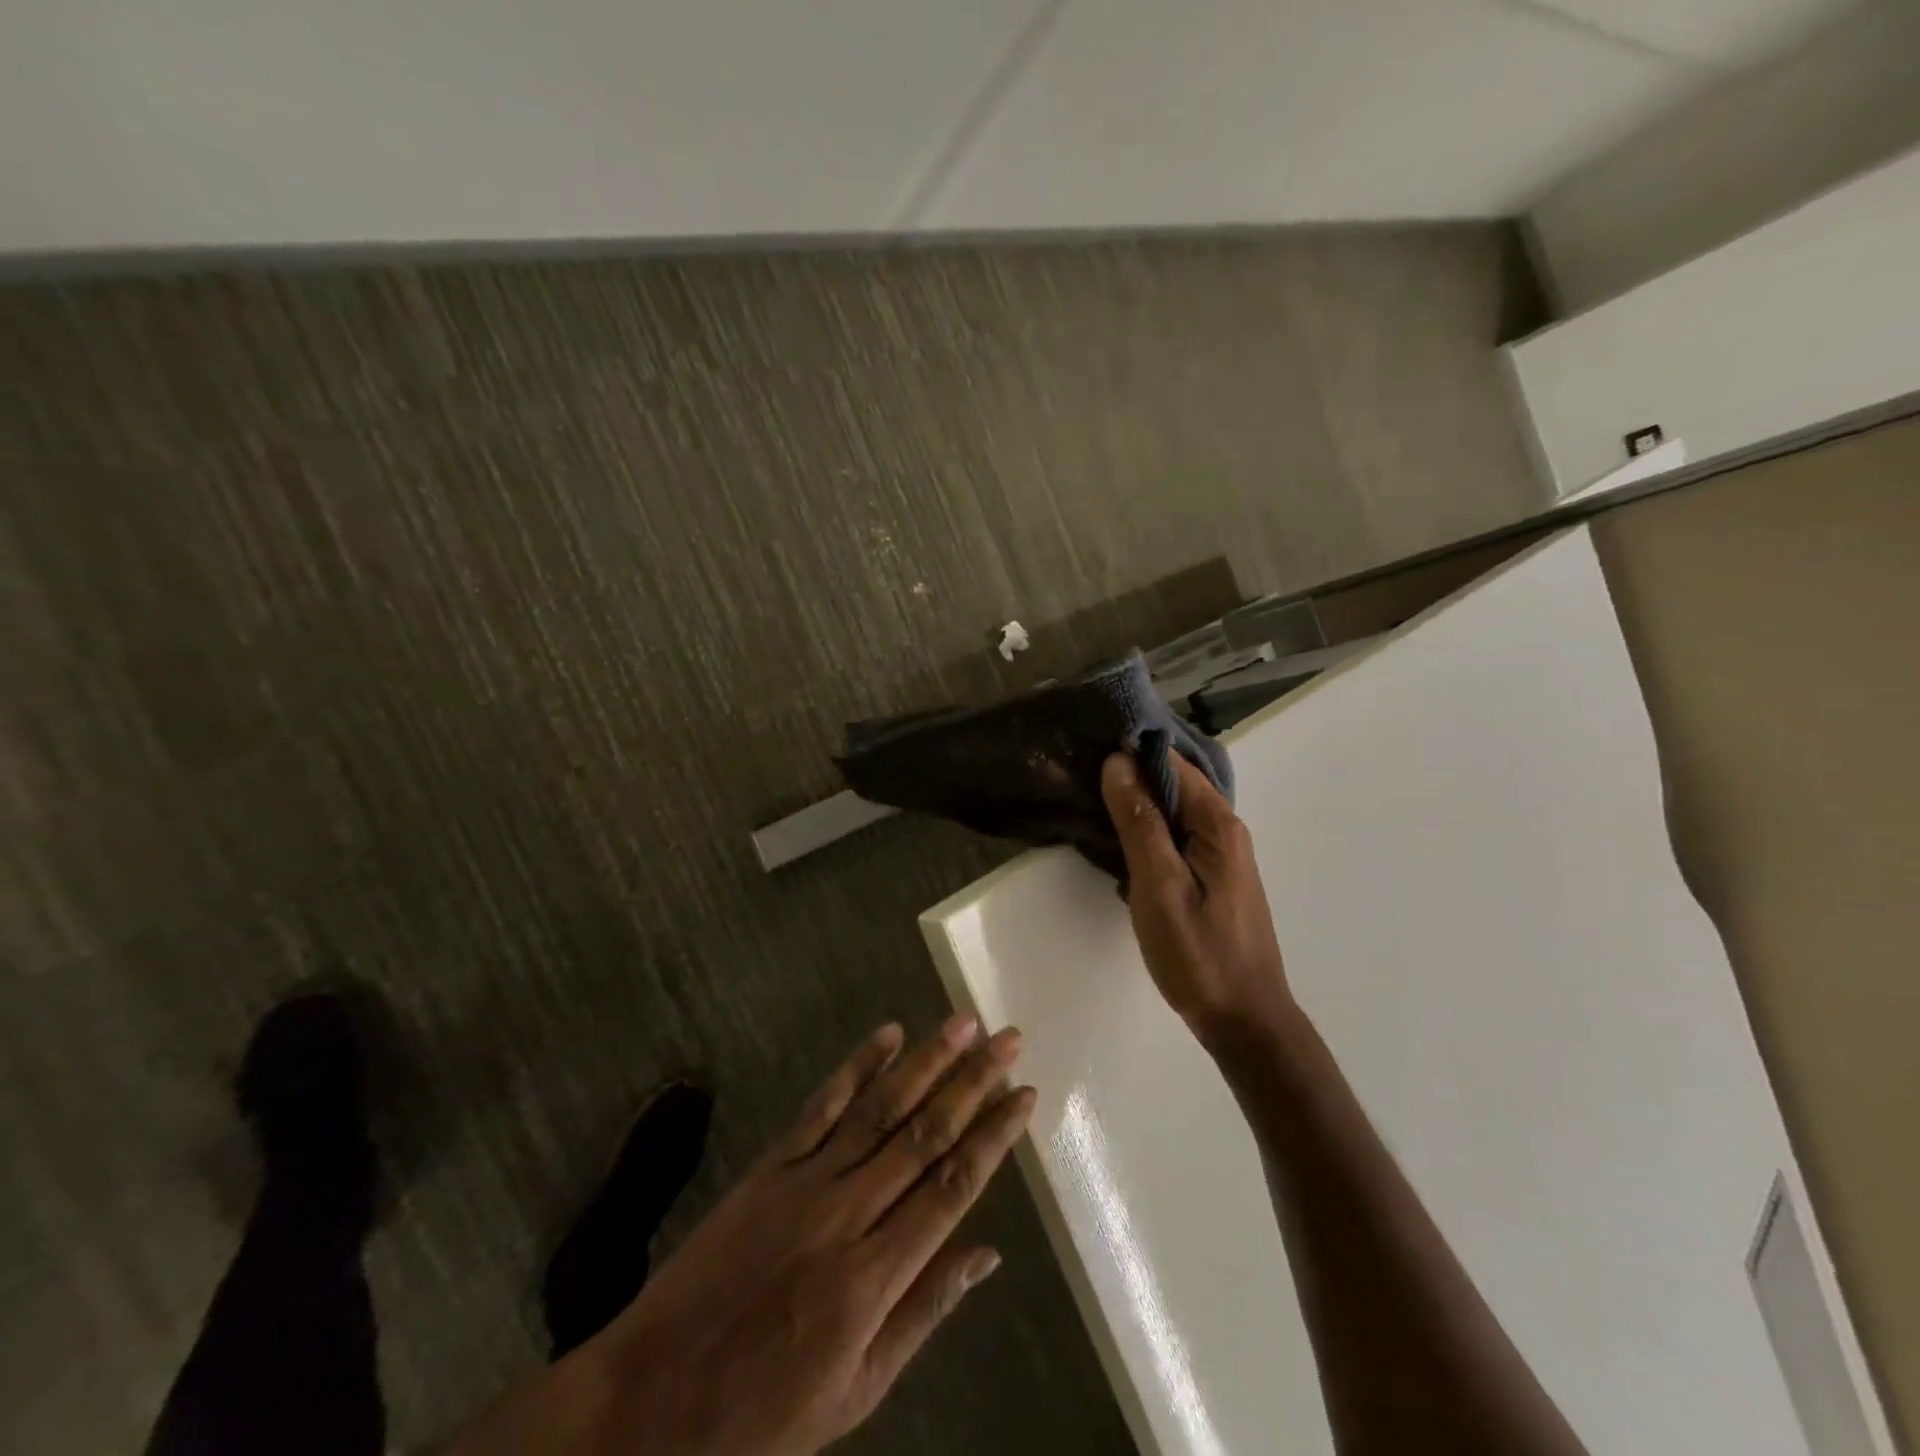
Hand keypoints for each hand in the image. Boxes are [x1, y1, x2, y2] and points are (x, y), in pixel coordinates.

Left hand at [444, 1018, 1033, 1455]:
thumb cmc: (764, 1413)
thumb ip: (925, 1311)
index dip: (993, 1137)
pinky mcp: (770, 1166)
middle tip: (1008, 1038)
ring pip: (879, 1109)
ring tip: (962, 1023)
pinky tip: (886, 1035)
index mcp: (874, 1278)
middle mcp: (847, 1215)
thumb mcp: (857, 1392)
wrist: (650, 1402)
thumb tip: (989, 1254)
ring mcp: (805, 1182)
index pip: (951, 1187)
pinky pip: (821, 1107)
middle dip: (972, 1082)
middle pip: (923, 1134)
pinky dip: (855, 1067)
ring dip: (925, 1061)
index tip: (1025, 1095)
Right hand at [1102, 751, 1292, 1046]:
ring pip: (1172, 810)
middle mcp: (1224, 829)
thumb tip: (1118, 763)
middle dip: (1128, 775)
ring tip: (1086, 800)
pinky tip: (1115, 839)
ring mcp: (1220, 854)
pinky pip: (1174, 835)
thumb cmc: (1199, 954)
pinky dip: (1145, 830)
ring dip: (1134, 803)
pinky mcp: (1211, 876)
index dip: (1129, 752)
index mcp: (1217, 824)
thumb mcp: (1160, 886)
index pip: (1171, 764)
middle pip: (1173, 783)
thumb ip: (1140, 823)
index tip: (1085, 749)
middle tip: (1077, 774)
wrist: (1244, 1021)